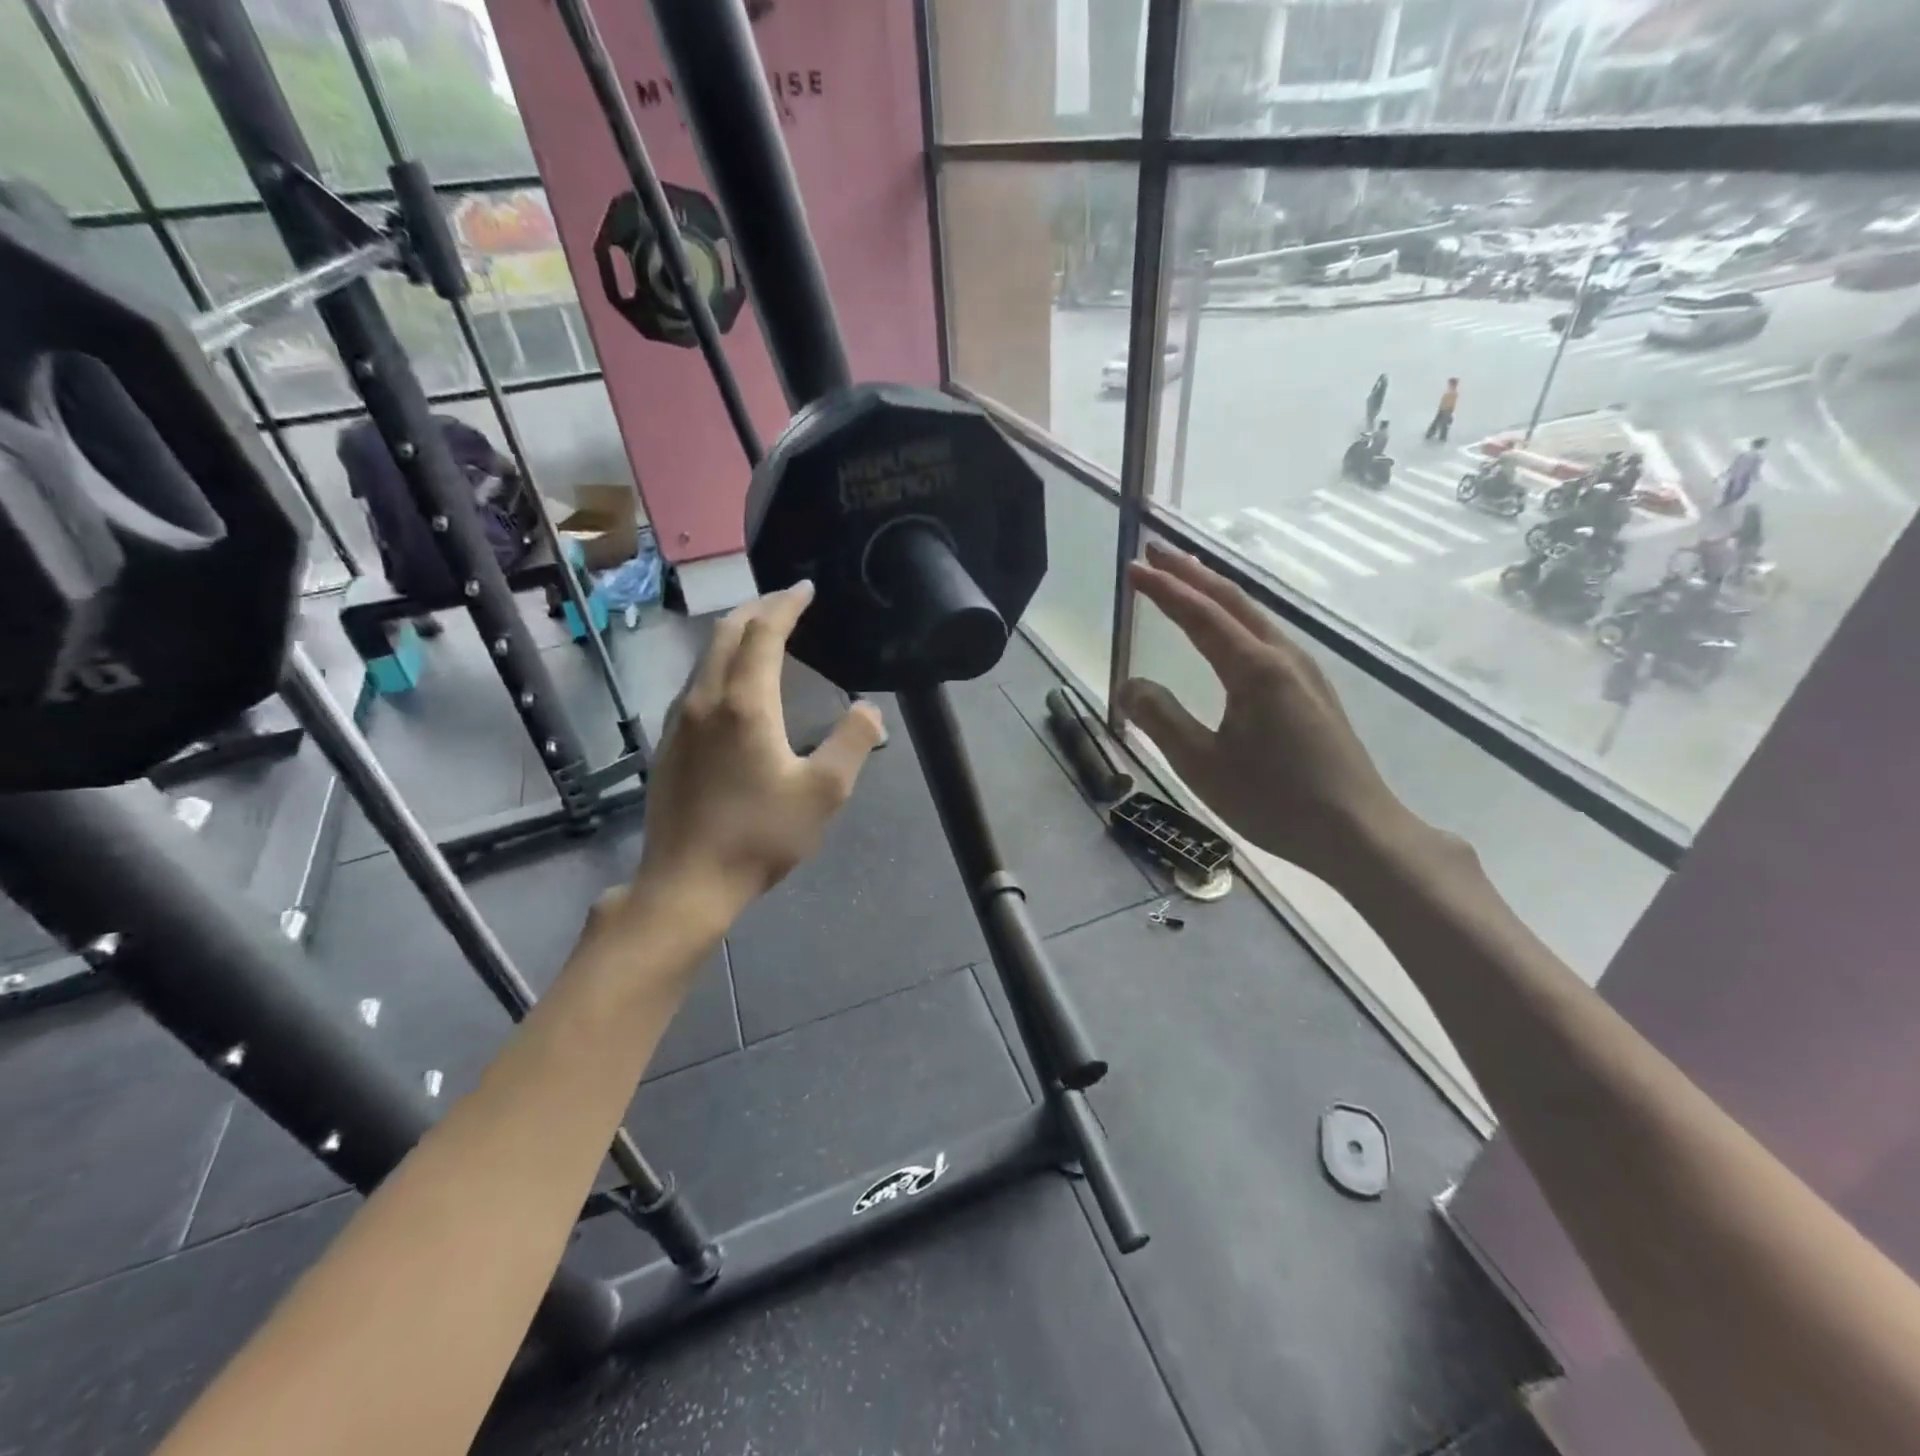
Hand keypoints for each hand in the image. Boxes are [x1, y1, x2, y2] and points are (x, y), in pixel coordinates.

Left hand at [629, 582, 884, 927]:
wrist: (687, 882)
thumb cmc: (760, 836)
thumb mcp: (824, 792)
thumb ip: (852, 742)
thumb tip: (868, 709)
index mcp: (745, 704)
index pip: (763, 633)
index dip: (786, 605)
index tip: (806, 589)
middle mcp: (705, 699)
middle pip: (726, 633)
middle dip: (757, 609)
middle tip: (786, 603)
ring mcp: (679, 721)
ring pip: (706, 657)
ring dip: (736, 635)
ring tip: (763, 635)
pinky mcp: (669, 743)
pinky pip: (696, 683)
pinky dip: (721, 664)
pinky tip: (734, 686)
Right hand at [1117, 543, 1433, 890]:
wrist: (1358, 831)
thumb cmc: (1274, 801)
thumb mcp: (1202, 765)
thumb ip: (1161, 719)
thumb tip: (1128, 684)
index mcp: (1254, 669)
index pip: (1199, 615)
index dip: (1163, 589)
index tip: (1132, 567)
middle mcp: (1282, 657)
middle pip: (1232, 600)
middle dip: (1191, 572)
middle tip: (1155, 550)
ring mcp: (1304, 672)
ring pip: (1253, 615)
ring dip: (1215, 591)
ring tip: (1186, 577)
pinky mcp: (1313, 691)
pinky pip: (1266, 636)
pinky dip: (1236, 618)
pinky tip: (1229, 629)